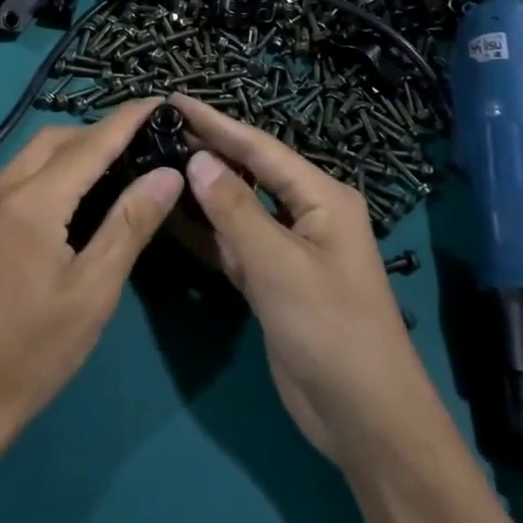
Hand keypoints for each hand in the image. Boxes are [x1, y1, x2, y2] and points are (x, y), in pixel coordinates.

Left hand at [0, 99, 183, 453]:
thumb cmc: (32, 353)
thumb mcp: (93, 292)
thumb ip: (130, 225)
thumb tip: (166, 174)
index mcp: (33, 202)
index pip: (91, 144)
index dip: (127, 119)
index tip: (158, 101)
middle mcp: (0, 190)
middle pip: (56, 140)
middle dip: (98, 133)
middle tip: (139, 146)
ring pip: (31, 156)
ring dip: (70, 151)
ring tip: (110, 170)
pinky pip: (14, 178)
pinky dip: (46, 172)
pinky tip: (66, 202)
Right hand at [169, 95, 448, 472]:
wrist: (365, 421)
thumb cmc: (330, 329)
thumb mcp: (279, 264)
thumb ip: (234, 209)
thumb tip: (197, 159)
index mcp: (321, 197)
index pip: (259, 148)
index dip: (215, 123)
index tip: (173, 101)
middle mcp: (305, 213)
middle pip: (249, 173)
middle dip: (207, 151)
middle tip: (158, 130)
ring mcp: (288, 249)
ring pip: (238, 209)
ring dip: (203, 192)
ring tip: (157, 164)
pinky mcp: (273, 281)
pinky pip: (234, 245)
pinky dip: (207, 233)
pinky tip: (173, 219)